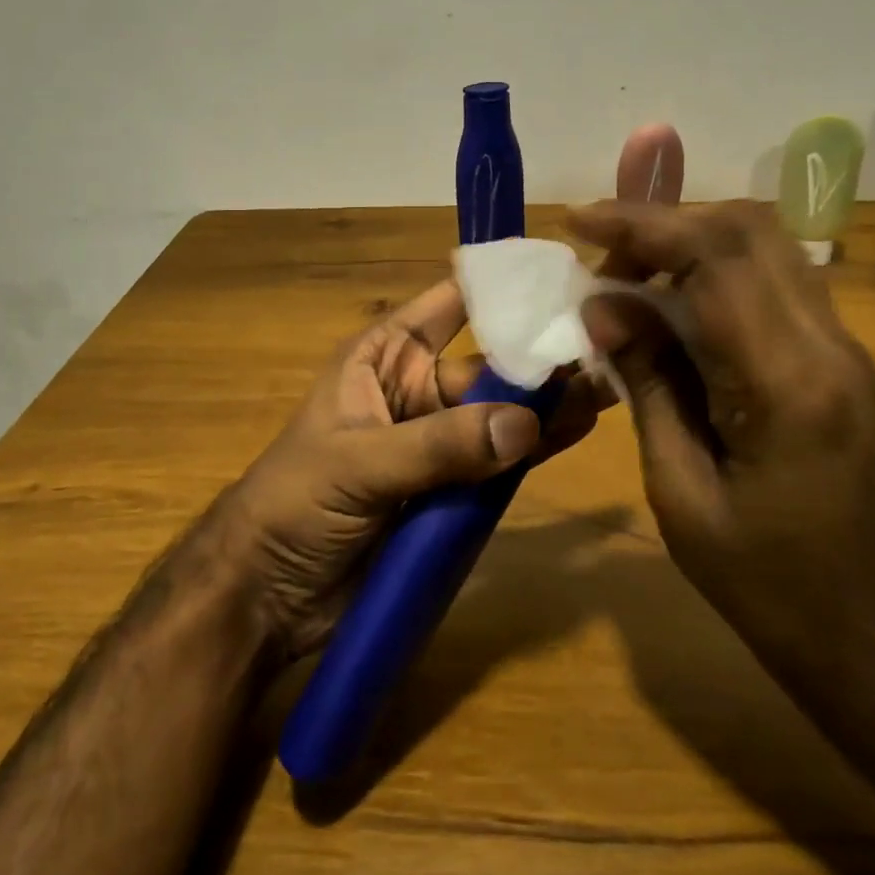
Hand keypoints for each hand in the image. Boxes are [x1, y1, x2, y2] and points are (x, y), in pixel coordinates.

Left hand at [216, 280, 605, 659]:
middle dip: (540, 360)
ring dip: (548, 405)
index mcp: (385, 357)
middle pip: (489, 364)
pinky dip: (537, 450)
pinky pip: (502, 463)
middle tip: (605, 350)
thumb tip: (525, 425)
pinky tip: (578, 435)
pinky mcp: (453, 490)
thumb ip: (438, 445)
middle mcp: (418, 389)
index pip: (450, 304)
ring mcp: (439, 441)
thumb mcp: (358, 464)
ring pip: (503, 414)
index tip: (560, 279)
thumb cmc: (294, 503)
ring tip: (607, 391)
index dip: (500, 287)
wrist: (267, 595)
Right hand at [567, 200, 874, 682]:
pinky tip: (670, 305)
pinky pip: (773, 281)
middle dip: (664, 222)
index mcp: (785, 384)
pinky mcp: (839, 359)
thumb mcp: (680, 492)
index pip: (715, 256)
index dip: (641, 224)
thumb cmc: (766, 585)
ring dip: (689, 241)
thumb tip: (604, 306)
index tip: (578, 222)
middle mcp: (827, 345)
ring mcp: (842, 348)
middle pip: (748, 229)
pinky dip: (715, 270)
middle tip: (600, 252)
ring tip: (626, 275)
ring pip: (765, 245)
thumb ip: (647, 383)